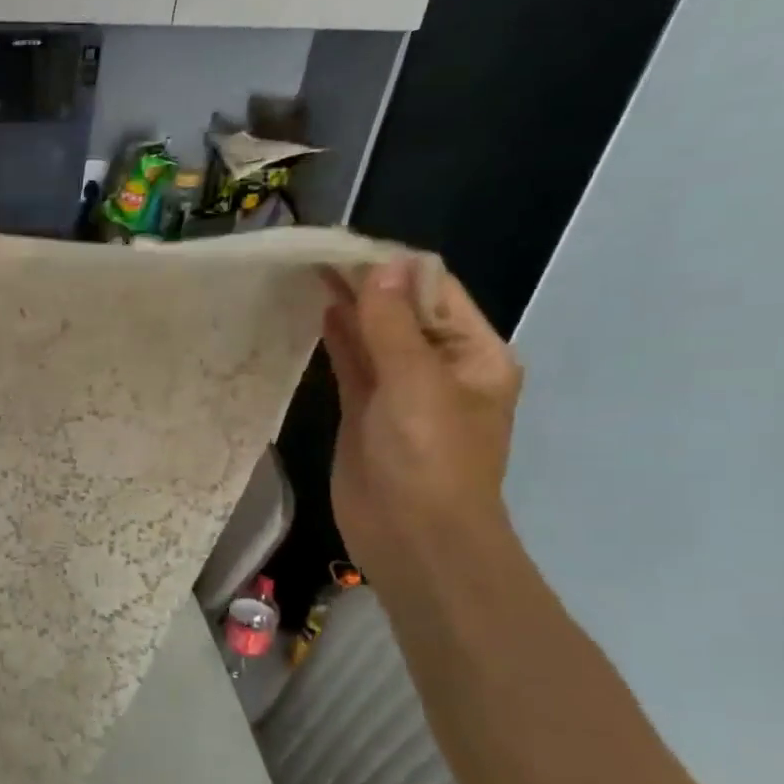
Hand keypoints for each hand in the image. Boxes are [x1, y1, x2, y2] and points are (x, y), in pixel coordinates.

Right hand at [321, 257, 522, 583]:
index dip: (394, 267)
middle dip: (367, 284)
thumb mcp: (415, 385)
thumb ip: (392, 326)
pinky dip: (338, 342)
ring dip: (349, 308)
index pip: (435, 293)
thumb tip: (383, 265)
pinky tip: (320, 315)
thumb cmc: (428, 460)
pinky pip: (353, 368)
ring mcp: (400, 393)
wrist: (412, 538)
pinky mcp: (365, 415)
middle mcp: (440, 368)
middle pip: (401, 313)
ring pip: (373, 338)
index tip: (346, 245)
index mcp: (473, 355)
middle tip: (317, 253)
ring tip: (310, 273)